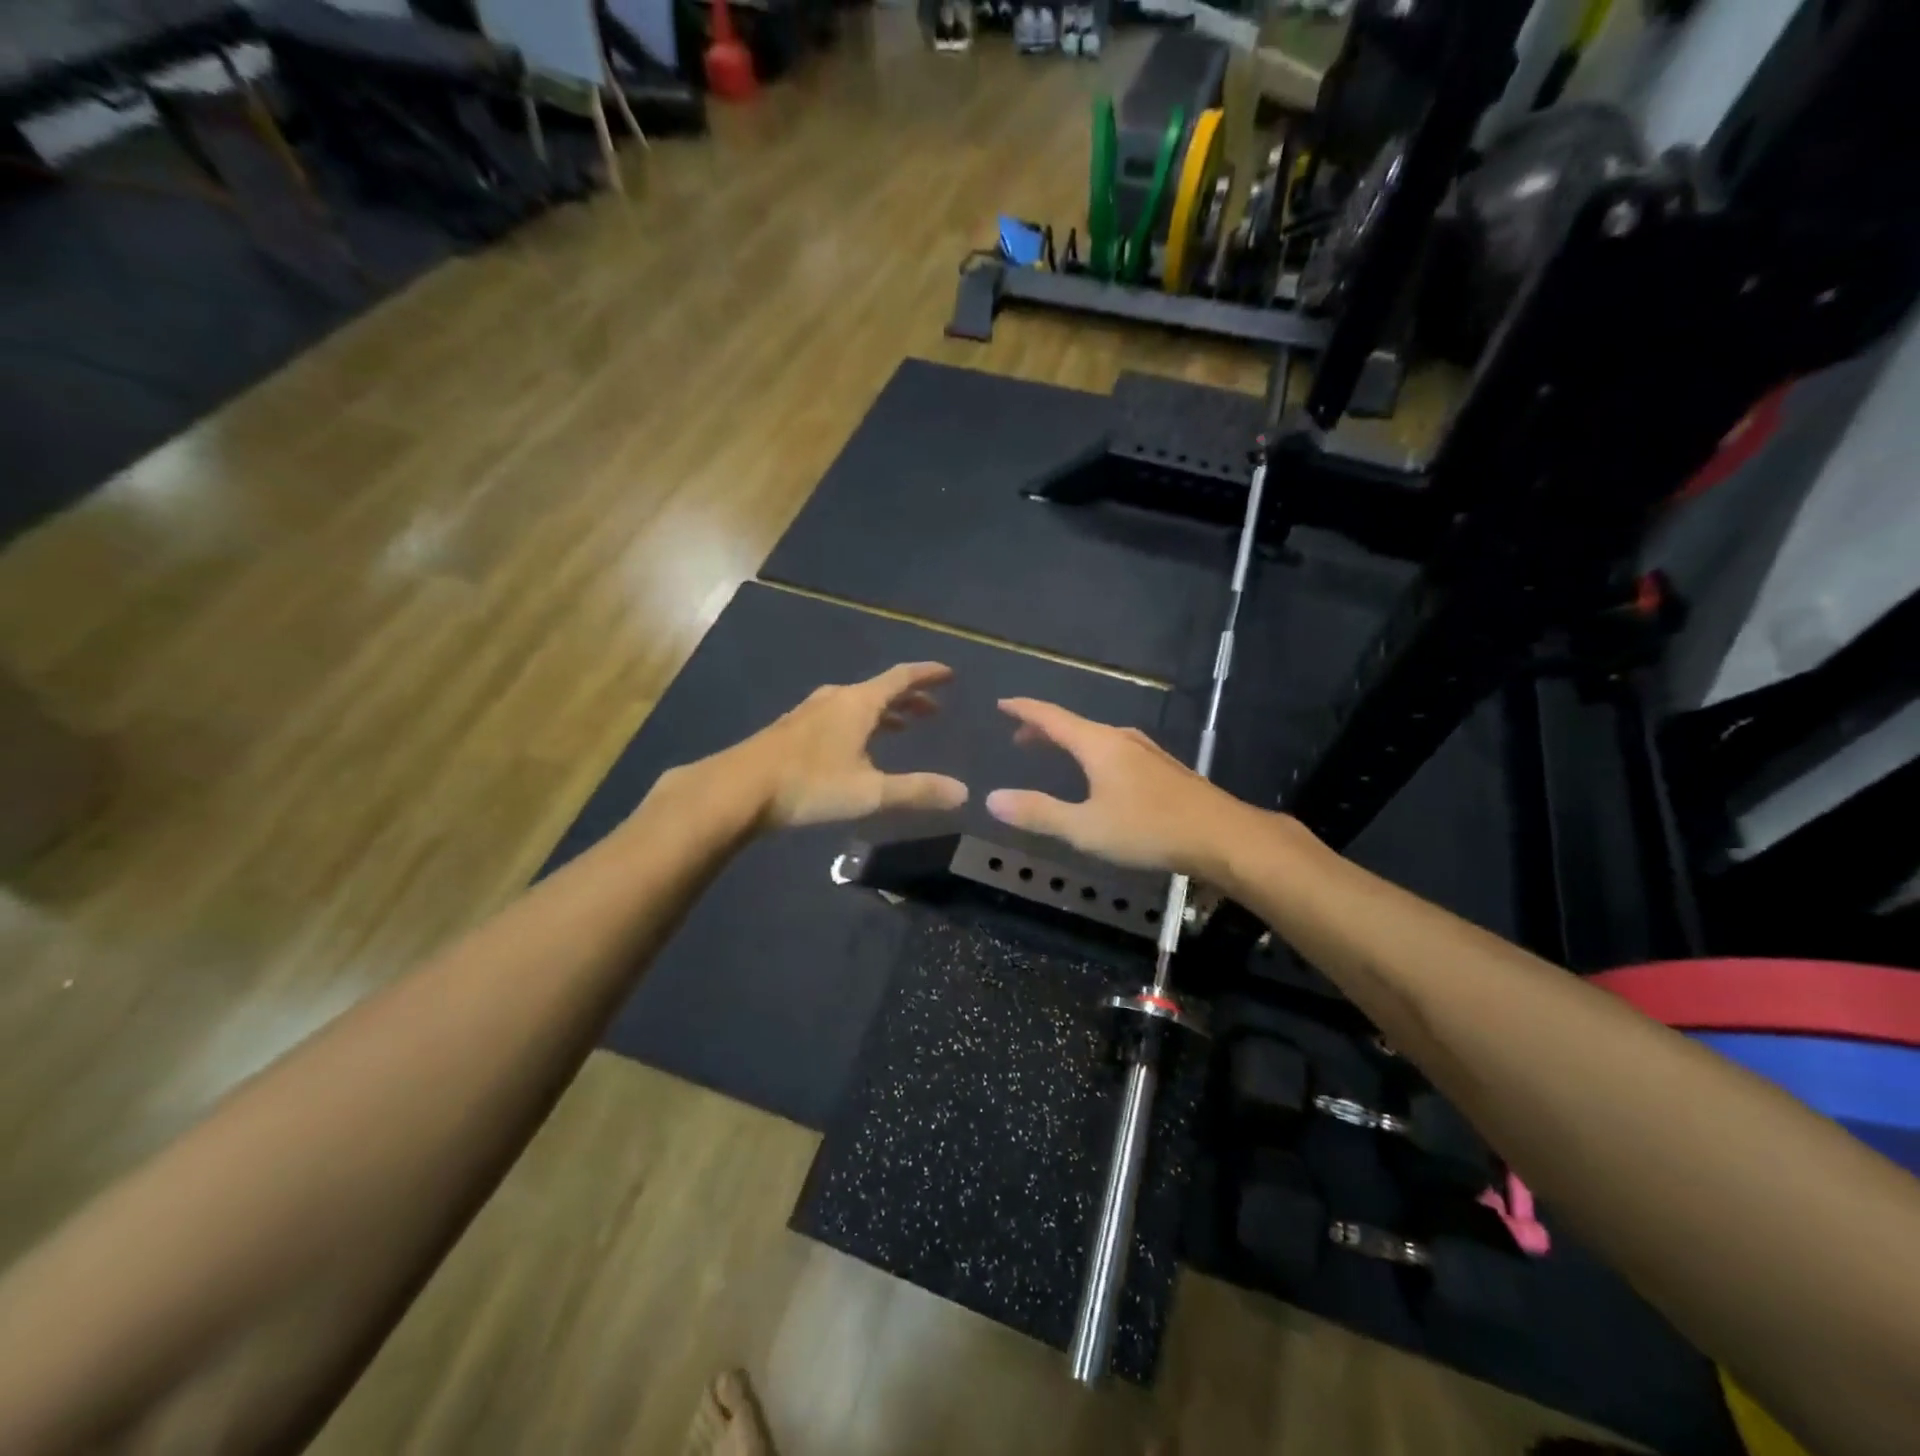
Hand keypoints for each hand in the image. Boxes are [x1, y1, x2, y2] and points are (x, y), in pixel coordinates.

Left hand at [727, 663, 968, 829]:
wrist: (737, 790)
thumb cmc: (810, 785)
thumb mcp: (870, 791)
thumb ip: (917, 791)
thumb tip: (962, 792)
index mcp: (858, 703)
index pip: (902, 678)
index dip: (928, 675)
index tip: (949, 674)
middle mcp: (835, 699)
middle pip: (880, 689)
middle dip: (909, 698)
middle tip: (932, 710)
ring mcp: (809, 713)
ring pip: (857, 703)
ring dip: (884, 711)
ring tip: (901, 727)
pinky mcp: (791, 731)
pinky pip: (837, 715)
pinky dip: (859, 722)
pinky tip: (854, 745)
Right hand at [984, 698, 1250, 876]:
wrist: (1222, 836)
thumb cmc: (1148, 829)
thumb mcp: (1085, 828)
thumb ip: (1039, 813)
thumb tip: (992, 799)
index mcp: (1098, 745)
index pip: (1052, 717)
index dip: (1025, 709)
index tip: (1002, 704)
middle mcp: (1122, 739)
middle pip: (1075, 725)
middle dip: (1044, 729)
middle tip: (1020, 738)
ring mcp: (1147, 752)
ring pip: (1098, 738)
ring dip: (1071, 742)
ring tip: (1055, 753)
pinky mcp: (1164, 769)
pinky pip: (1116, 750)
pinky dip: (1094, 754)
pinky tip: (1101, 775)